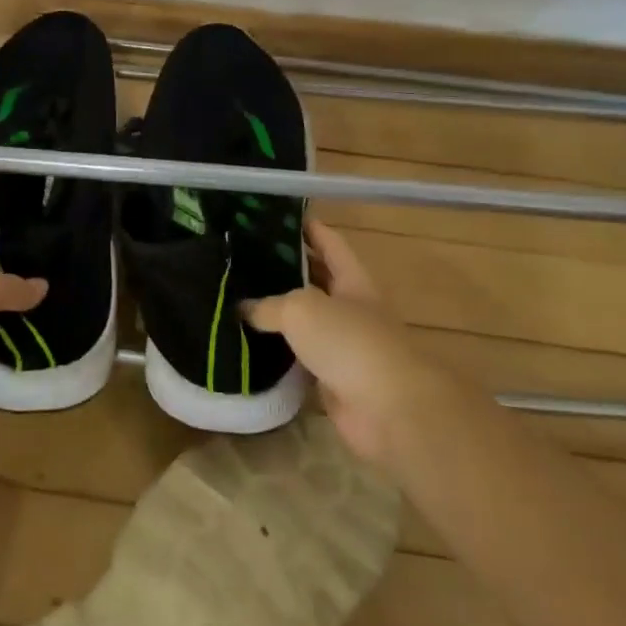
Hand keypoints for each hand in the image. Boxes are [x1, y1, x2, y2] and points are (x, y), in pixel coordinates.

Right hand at [243, 220, 447, 467]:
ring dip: (277, 314)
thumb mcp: (302, 309)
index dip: (308, 227)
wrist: (388, 409)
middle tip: (245, 258)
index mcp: (353, 279)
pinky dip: (277, 353)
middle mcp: (350, 308)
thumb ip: (269, 305)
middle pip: (316, 280)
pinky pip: (299, 359)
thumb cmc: (350, 342)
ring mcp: (343, 345)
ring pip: (304, 322)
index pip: (329, 242)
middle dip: (286, 268)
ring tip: (237, 298)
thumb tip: (243, 309)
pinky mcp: (332, 379)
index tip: (277, 217)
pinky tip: (248, 345)